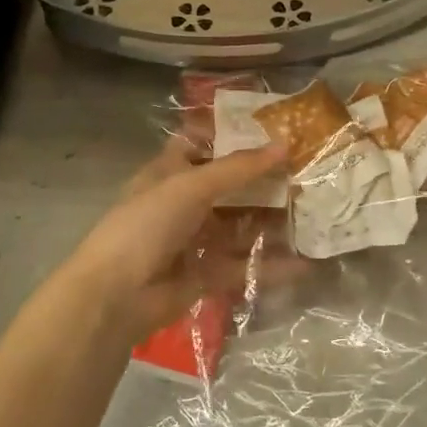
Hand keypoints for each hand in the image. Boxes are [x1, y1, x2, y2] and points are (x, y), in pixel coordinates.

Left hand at [58, 138, 290, 341]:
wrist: (115, 296)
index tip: (272, 129)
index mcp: (169, 173)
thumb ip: (238, 168)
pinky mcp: (205, 275)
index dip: (231, 135)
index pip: (200, 144)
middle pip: (227, 187)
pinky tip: (304, 264)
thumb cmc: (146, 225)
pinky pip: (243, 266)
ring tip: (312, 213)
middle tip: (305, 172)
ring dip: (270, 222)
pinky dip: (270, 266)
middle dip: (262, 181)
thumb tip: (284, 144)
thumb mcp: (191, 186)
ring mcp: (193, 240)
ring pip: (238, 227)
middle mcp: (181, 203)